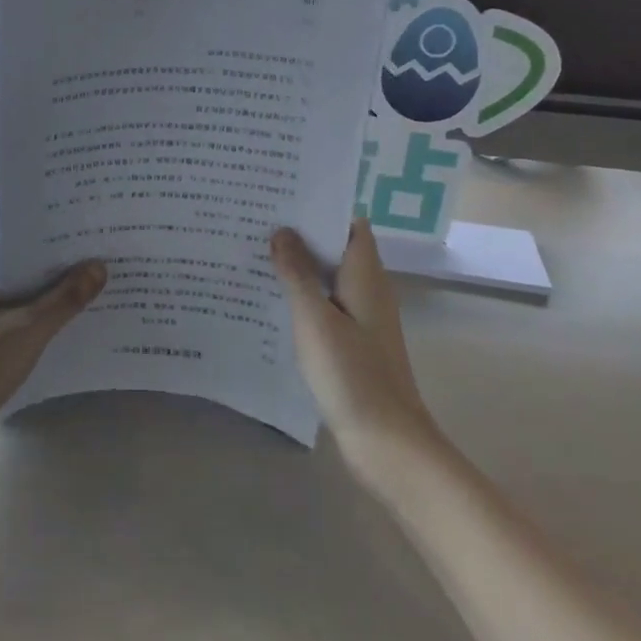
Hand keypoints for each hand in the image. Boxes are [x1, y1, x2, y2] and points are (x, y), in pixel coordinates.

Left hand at [0, 260, 107, 468]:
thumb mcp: (29, 328)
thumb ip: (65, 298)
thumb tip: (98, 266)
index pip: (25, 255)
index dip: (60, 254)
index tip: (96, 253)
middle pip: (27, 281)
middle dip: (62, 282)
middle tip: (105, 277)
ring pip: (24, 308)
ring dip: (53, 309)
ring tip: (96, 304)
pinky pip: (19, 331)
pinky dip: (40, 332)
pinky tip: (69, 337)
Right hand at [271, 219, 431, 447]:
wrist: (387, 443)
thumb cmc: (352, 374)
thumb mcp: (315, 319)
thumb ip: (297, 273)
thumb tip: (282, 230)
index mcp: (366, 276)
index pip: (349, 224)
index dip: (320, 207)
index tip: (281, 197)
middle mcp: (368, 291)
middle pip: (335, 249)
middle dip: (300, 235)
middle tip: (255, 221)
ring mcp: (362, 319)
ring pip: (328, 279)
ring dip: (298, 267)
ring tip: (253, 254)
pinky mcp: (353, 344)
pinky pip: (325, 307)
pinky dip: (302, 298)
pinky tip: (269, 302)